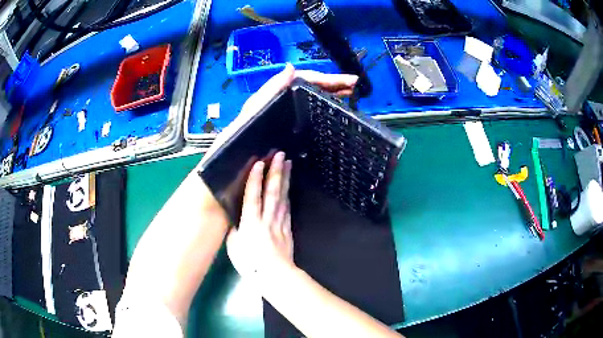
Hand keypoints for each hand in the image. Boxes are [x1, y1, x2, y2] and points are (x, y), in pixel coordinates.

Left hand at [201, 64, 357, 164]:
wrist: (222, 189)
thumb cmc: (228, 157)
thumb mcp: (244, 123)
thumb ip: (264, 97)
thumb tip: (290, 69)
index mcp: (268, 104)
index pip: (300, 82)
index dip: (324, 79)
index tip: (348, 82)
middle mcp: (275, 112)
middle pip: (306, 91)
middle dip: (331, 86)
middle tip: (354, 86)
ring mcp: (280, 128)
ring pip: (307, 106)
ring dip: (328, 98)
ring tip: (349, 97)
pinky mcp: (282, 144)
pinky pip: (304, 126)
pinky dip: (319, 118)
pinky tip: (330, 118)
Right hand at [226, 151, 293, 278]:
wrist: (275, 275)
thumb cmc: (250, 263)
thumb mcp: (234, 247)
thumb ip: (235, 230)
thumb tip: (237, 221)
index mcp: (250, 222)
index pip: (252, 195)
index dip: (255, 178)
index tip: (259, 163)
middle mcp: (266, 218)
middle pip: (272, 191)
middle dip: (276, 171)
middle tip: (280, 155)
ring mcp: (279, 222)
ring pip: (283, 196)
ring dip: (285, 179)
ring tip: (288, 164)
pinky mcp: (287, 229)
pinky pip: (288, 209)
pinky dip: (288, 196)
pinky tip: (289, 188)